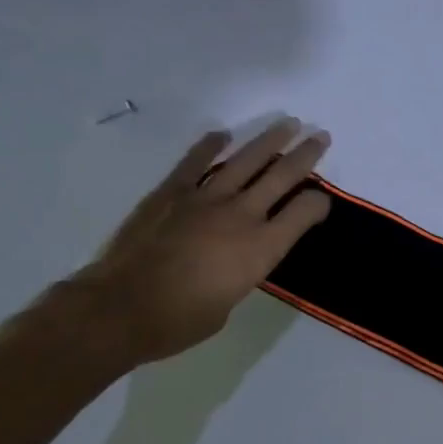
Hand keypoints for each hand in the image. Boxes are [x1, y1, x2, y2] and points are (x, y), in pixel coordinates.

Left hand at [70, 120, 331, 366]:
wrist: (121, 309)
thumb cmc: (182, 320)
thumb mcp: (232, 300)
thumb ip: (242, 271)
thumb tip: (235, 259)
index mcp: (262, 248)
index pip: (304, 212)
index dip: (319, 203)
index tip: (322, 201)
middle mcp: (242, 215)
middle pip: (282, 176)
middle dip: (305, 155)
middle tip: (321, 136)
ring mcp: (205, 199)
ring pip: (245, 160)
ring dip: (269, 140)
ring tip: (287, 124)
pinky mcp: (171, 194)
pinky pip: (195, 163)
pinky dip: (210, 146)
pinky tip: (223, 135)